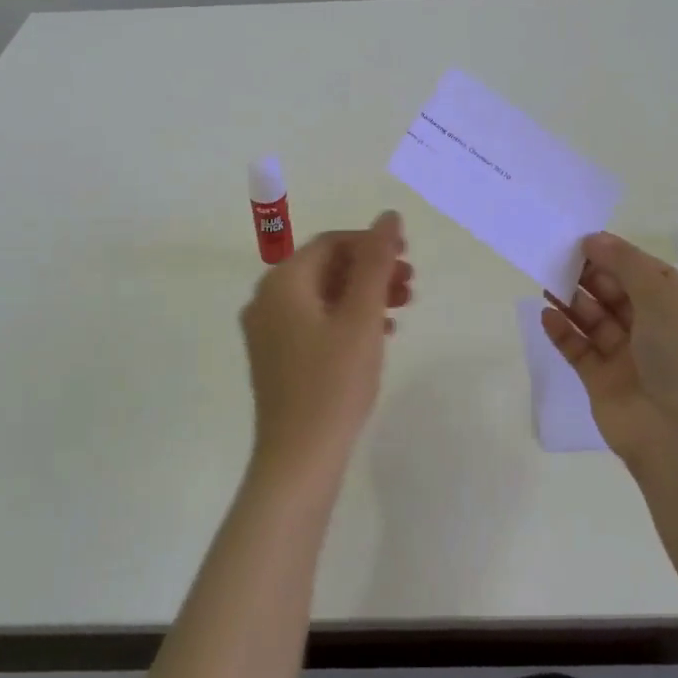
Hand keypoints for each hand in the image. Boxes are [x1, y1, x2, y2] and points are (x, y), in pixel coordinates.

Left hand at [240, 211, 411, 484]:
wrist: (299, 461)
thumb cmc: (333, 383)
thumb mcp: (361, 317)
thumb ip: (376, 262)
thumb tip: (388, 216)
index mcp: (282, 283)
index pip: (331, 243)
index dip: (371, 243)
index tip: (408, 255)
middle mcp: (267, 300)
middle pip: (325, 268)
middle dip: (370, 271)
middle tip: (410, 285)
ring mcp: (268, 332)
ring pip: (322, 297)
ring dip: (362, 296)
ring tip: (401, 309)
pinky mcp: (276, 359)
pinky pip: (314, 323)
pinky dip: (346, 320)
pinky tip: (377, 336)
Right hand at [542, 232, 677, 471]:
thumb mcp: (666, 299)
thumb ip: (627, 265)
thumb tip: (595, 239)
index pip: (650, 276)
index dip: (619, 257)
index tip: (584, 242)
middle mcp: (662, 336)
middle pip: (620, 296)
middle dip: (592, 276)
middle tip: (560, 258)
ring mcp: (632, 362)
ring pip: (597, 321)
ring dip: (574, 300)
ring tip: (547, 281)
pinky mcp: (604, 385)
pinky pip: (580, 351)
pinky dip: (563, 332)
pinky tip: (547, 315)